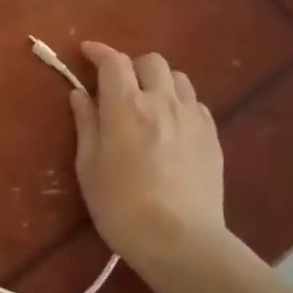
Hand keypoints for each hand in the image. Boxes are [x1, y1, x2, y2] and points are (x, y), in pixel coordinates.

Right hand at [70, 42, 230, 278]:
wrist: (180, 240)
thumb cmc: (120, 205)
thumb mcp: (89, 166)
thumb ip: (86, 123)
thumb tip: (80, 93)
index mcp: (126, 105)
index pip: (113, 61)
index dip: (98, 51)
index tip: (86, 52)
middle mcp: (162, 101)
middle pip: (151, 61)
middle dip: (132, 66)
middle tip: (118, 86)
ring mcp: (192, 117)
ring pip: (178, 79)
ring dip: (159, 82)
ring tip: (148, 103)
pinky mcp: (212, 137)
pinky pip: (196, 104)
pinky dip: (179, 103)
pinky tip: (172, 125)